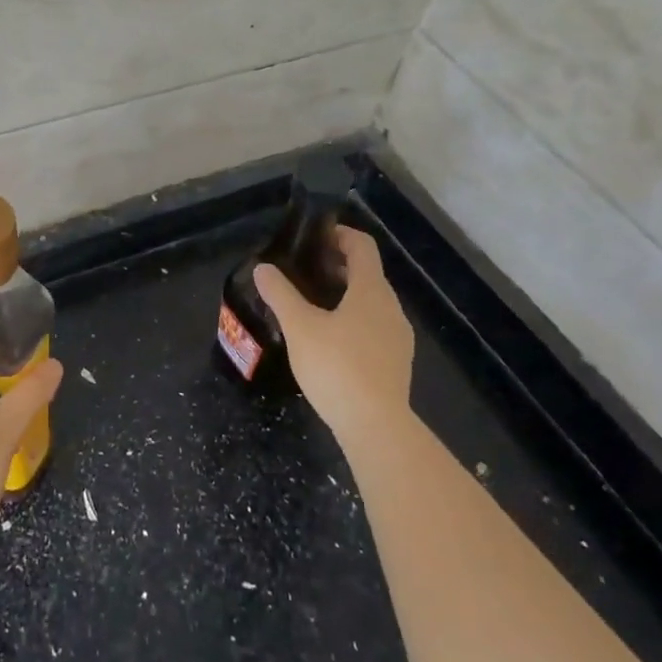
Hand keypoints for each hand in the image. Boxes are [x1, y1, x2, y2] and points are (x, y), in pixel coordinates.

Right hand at [254, 225, 415, 452]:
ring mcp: (398, 337)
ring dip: (345, 295)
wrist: (376, 426)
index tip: (314, 237)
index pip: (362, 246)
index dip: (339, 235)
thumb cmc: (337, 366)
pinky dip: (353, 320)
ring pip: (371, 303)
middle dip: (338, 266)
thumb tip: (263, 268)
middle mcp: (391, 307)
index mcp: (371, 290)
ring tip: (312, 305)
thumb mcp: (299, 327)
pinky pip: (374, 327)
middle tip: (303, 271)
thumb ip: (280, 294)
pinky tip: (329, 340)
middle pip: (368, 274)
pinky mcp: (395, 362)